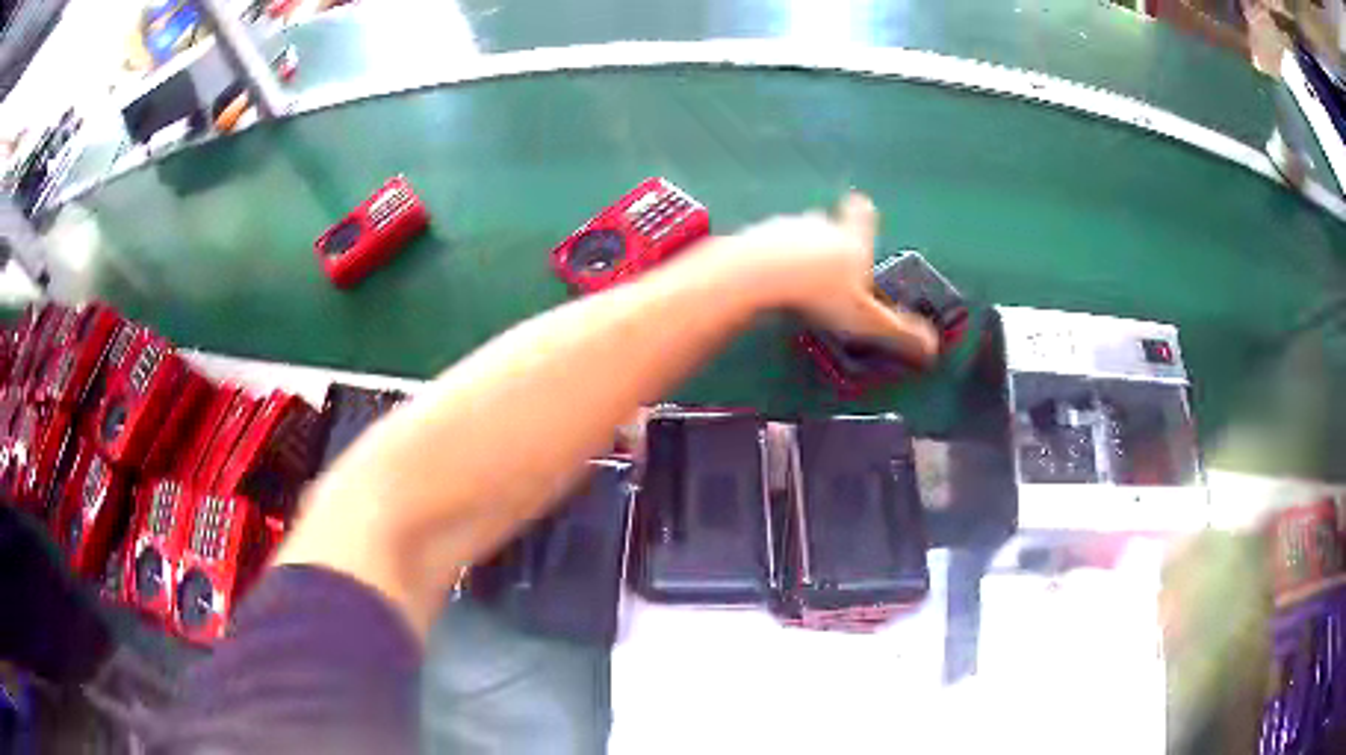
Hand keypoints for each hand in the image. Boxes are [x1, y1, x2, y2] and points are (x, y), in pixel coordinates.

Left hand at [731, 192, 939, 365]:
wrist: (759, 273)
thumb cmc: (821, 293)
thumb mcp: (866, 319)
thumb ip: (899, 332)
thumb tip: (933, 349)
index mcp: (852, 240)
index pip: (861, 216)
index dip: (861, 213)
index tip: (859, 207)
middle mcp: (820, 225)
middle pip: (826, 223)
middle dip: (828, 240)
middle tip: (828, 266)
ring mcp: (783, 226)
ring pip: (794, 233)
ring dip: (796, 249)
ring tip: (793, 277)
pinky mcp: (752, 235)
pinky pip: (764, 244)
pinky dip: (767, 257)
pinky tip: (764, 278)